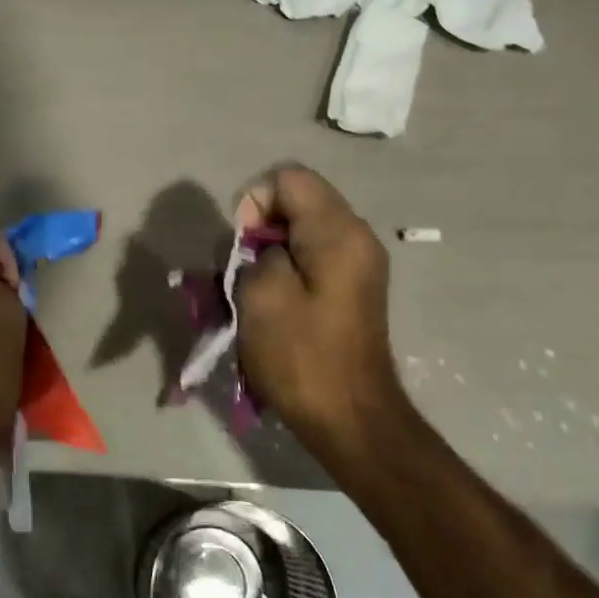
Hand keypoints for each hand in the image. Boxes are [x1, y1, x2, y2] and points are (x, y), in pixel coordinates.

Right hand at [235, 166, 402, 459]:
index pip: (289, 178)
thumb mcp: (260, 295)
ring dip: (269, 253)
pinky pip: (311, 257)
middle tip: (240, 271)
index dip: (253, 201)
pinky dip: (285, 271)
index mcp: (338, 231)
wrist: (350, 419)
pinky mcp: (351, 289)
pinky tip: (270, 304)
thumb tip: (261, 245)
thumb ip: (254, 251)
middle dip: (259, 229)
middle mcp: (356, 237)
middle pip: (297, 201)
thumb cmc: (302, 357)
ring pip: (301, 231)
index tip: (242, 245)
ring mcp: (358, 263)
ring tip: (251, 292)